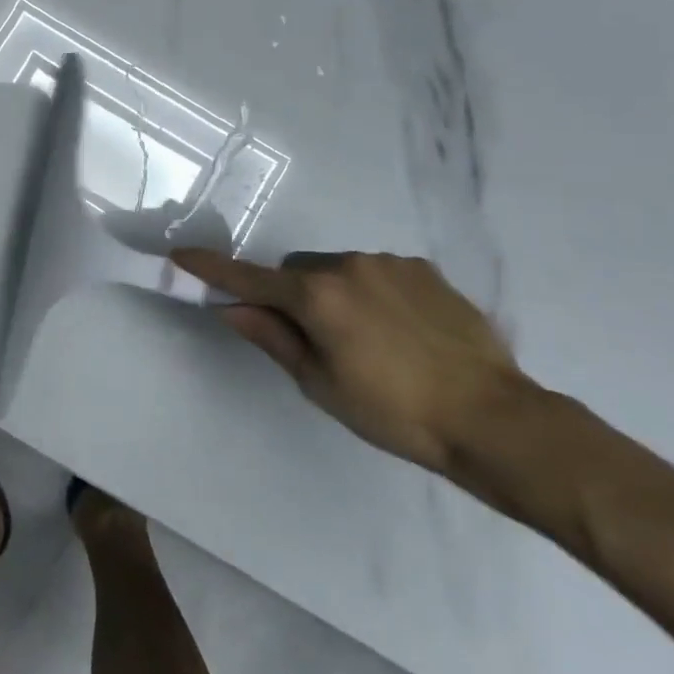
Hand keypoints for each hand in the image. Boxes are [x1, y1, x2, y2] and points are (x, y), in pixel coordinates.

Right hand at [171, 248, 528, 473]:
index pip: (249, 278)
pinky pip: (377, 272)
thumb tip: (233, 308)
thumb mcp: (321, 384)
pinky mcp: (423, 269)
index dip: (212, 269)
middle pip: (296, 271)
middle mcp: (348, 265)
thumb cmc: (394, 412)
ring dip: (334, 293)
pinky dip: (371, 292)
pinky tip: (400, 332)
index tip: (180, 256)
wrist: (493, 418)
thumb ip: (273, 338)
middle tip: (313, 339)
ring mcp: (389, 263)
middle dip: (291, 295)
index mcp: (317, 296)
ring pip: (337, 269)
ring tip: (369, 341)